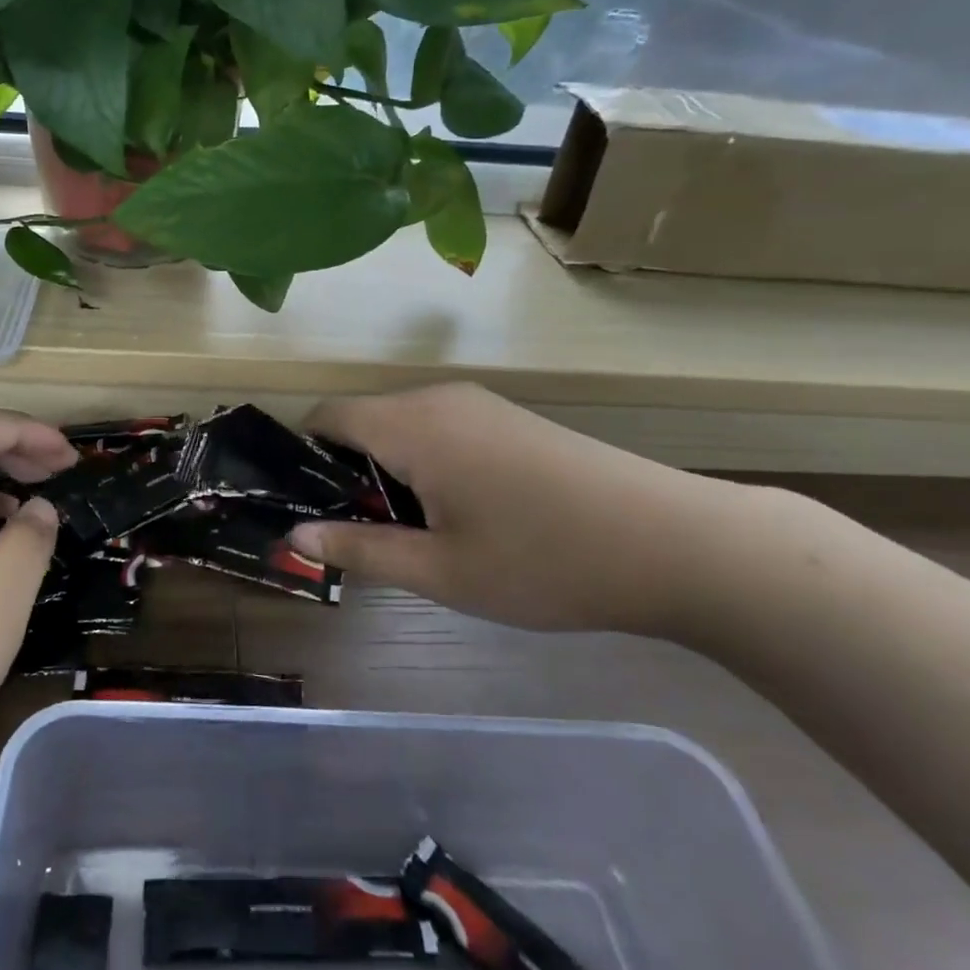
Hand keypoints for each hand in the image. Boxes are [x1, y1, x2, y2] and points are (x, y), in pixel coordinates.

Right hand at [289, 384, 748, 634]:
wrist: (673, 542)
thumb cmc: (543, 560)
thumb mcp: (441, 570)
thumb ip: (360, 549)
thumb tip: (296, 534)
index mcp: (411, 424)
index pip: (325, 417)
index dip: (301, 459)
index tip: (302, 509)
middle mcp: (438, 399)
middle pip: (362, 420)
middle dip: (344, 473)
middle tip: (354, 536)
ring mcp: (479, 404)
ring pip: (402, 426)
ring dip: (386, 472)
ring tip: (405, 534)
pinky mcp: (509, 419)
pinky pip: (439, 430)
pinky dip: (423, 464)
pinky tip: (455, 515)